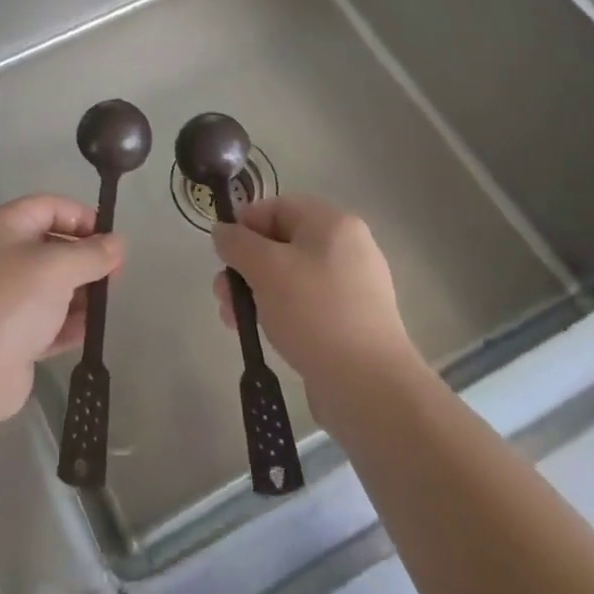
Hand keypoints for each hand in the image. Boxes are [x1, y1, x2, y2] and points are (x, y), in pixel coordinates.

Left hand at [0, 194, 124, 421]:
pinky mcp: (7, 334)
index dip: (82, 217)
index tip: (112, 239)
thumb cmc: (12, 302)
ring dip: (79, 293)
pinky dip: (66, 323)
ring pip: (49, 285)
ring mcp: (1, 296)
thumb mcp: (58, 267)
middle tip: (115, 275)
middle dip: (84, 258)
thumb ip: (92, 253)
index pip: (48, 206)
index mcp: (1, 226)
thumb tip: (118, 242)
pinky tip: (88, 331)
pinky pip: (44, 319)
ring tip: (105, 305)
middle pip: (50, 245)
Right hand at [212, 195, 412, 428]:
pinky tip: (264, 335)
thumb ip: (237, 243)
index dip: (244, 225)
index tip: (224, 255)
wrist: (370, 386)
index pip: (277, 207)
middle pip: (280, 243)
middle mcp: (347, 248)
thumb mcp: (265, 268)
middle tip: (223, 295)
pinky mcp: (351, 321)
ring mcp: (352, 286)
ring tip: (235, 321)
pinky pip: (306, 304)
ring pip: (289, 277)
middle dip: (245, 266)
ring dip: (256, 292)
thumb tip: (223, 231)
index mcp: (332, 223)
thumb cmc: (314, 312)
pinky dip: (280, 312)